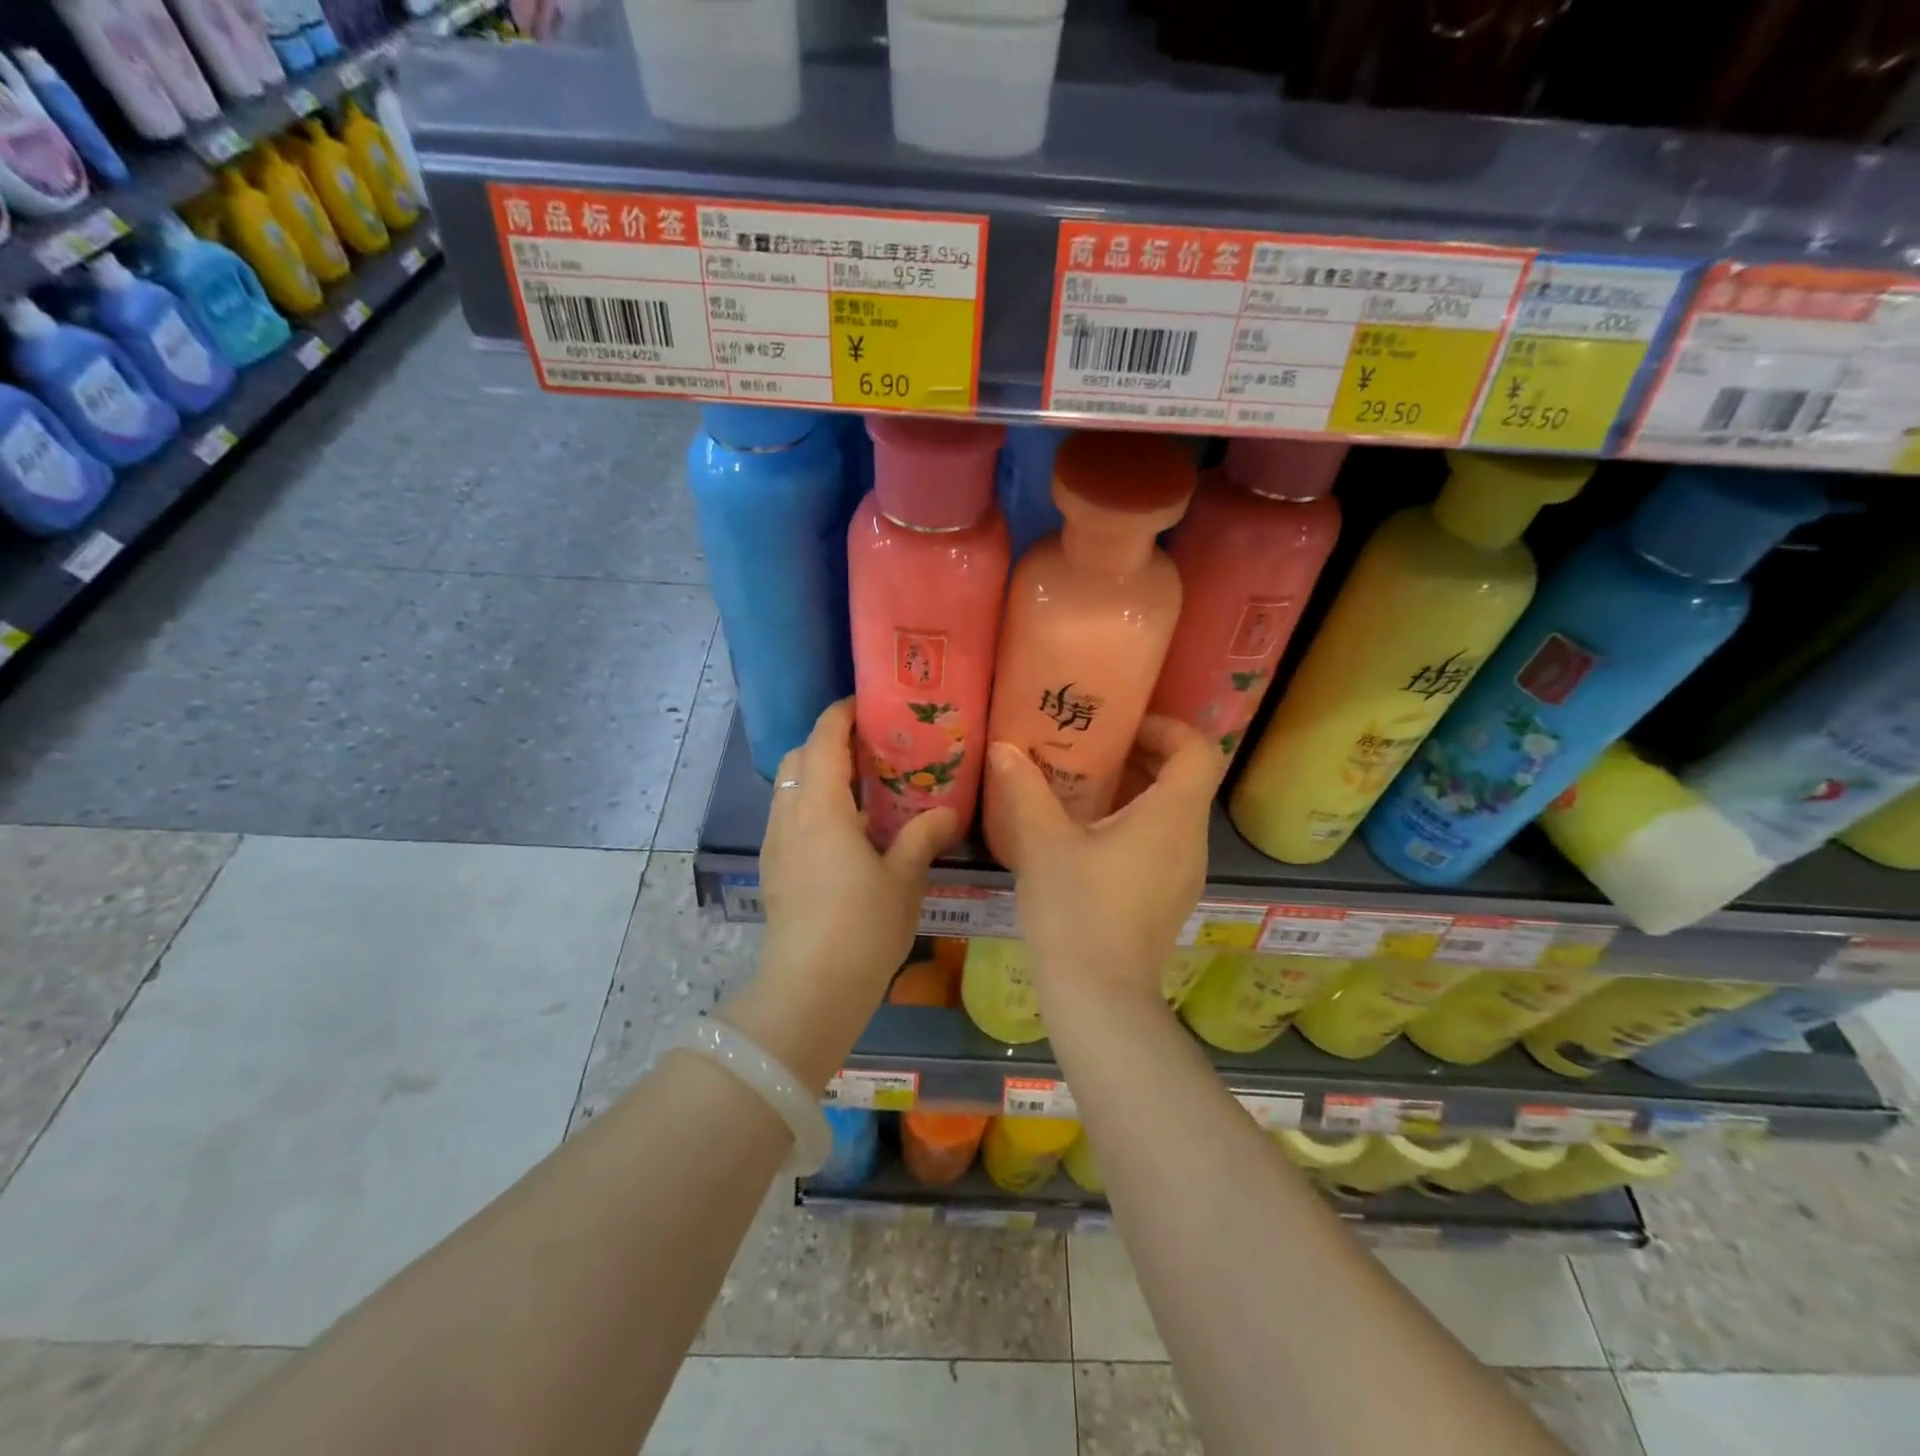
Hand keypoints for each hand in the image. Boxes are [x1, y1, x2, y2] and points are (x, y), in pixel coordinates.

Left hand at [758, 700, 957, 1001]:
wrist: (810, 989)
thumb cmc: (862, 926)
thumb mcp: (903, 879)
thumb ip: (922, 837)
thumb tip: (945, 812)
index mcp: (820, 806)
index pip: (823, 738)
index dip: (841, 714)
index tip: (868, 706)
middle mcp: (790, 816)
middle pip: (799, 757)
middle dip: (828, 742)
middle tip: (871, 750)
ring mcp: (776, 844)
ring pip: (789, 788)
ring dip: (818, 775)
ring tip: (861, 788)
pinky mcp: (773, 870)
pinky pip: (788, 817)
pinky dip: (811, 805)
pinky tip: (843, 831)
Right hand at [987, 716, 1222, 1005]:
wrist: (1099, 998)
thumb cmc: (1077, 911)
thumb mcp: (1042, 843)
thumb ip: (1023, 788)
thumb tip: (1003, 748)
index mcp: (1172, 817)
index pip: (1198, 750)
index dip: (1167, 728)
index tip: (1122, 727)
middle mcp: (1190, 841)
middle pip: (1186, 779)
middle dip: (1142, 755)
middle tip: (1092, 749)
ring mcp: (1184, 874)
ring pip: (1173, 813)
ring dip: (1136, 791)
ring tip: (1083, 789)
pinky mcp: (1169, 899)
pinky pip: (1162, 843)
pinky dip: (1135, 825)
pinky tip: (1088, 838)